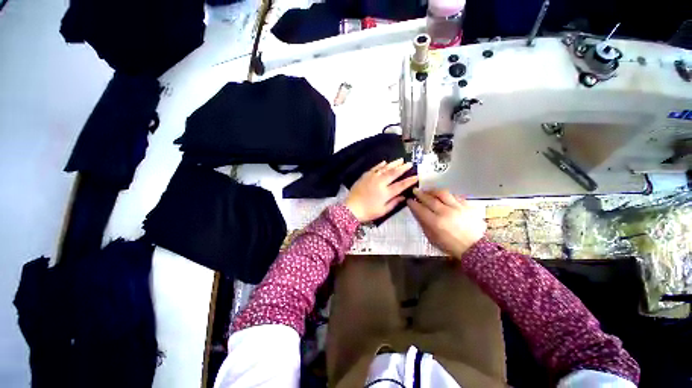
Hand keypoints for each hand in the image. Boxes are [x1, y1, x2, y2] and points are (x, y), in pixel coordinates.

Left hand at [344, 159, 417, 222]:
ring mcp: (372, 178)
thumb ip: (394, 203)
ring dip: (393, 164)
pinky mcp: (365, 176)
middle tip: (409, 163)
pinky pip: (374, 168)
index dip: (409, 180)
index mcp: (386, 193)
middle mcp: (380, 183)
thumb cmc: (368, 212)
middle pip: (393, 173)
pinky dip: (380, 165)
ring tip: (400, 160)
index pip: (401, 185)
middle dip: (402, 168)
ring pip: (385, 168)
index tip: (416, 176)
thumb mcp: (383, 210)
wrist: (351, 208)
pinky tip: (385, 162)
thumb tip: (404, 196)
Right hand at [407, 189, 485, 258]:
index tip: (409, 200)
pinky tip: (443, 196)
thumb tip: (417, 212)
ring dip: (433, 191)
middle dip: (420, 194)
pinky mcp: (468, 206)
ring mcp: (458, 208)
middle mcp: (446, 212)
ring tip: (428, 191)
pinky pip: (455, 196)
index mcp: (435, 223)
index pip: (420, 209)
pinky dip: (447, 195)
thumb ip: (424, 224)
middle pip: (430, 199)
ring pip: (443, 193)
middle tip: (415, 191)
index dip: (413, 203)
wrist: (475, 247)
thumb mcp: (432, 238)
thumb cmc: (450, 245)